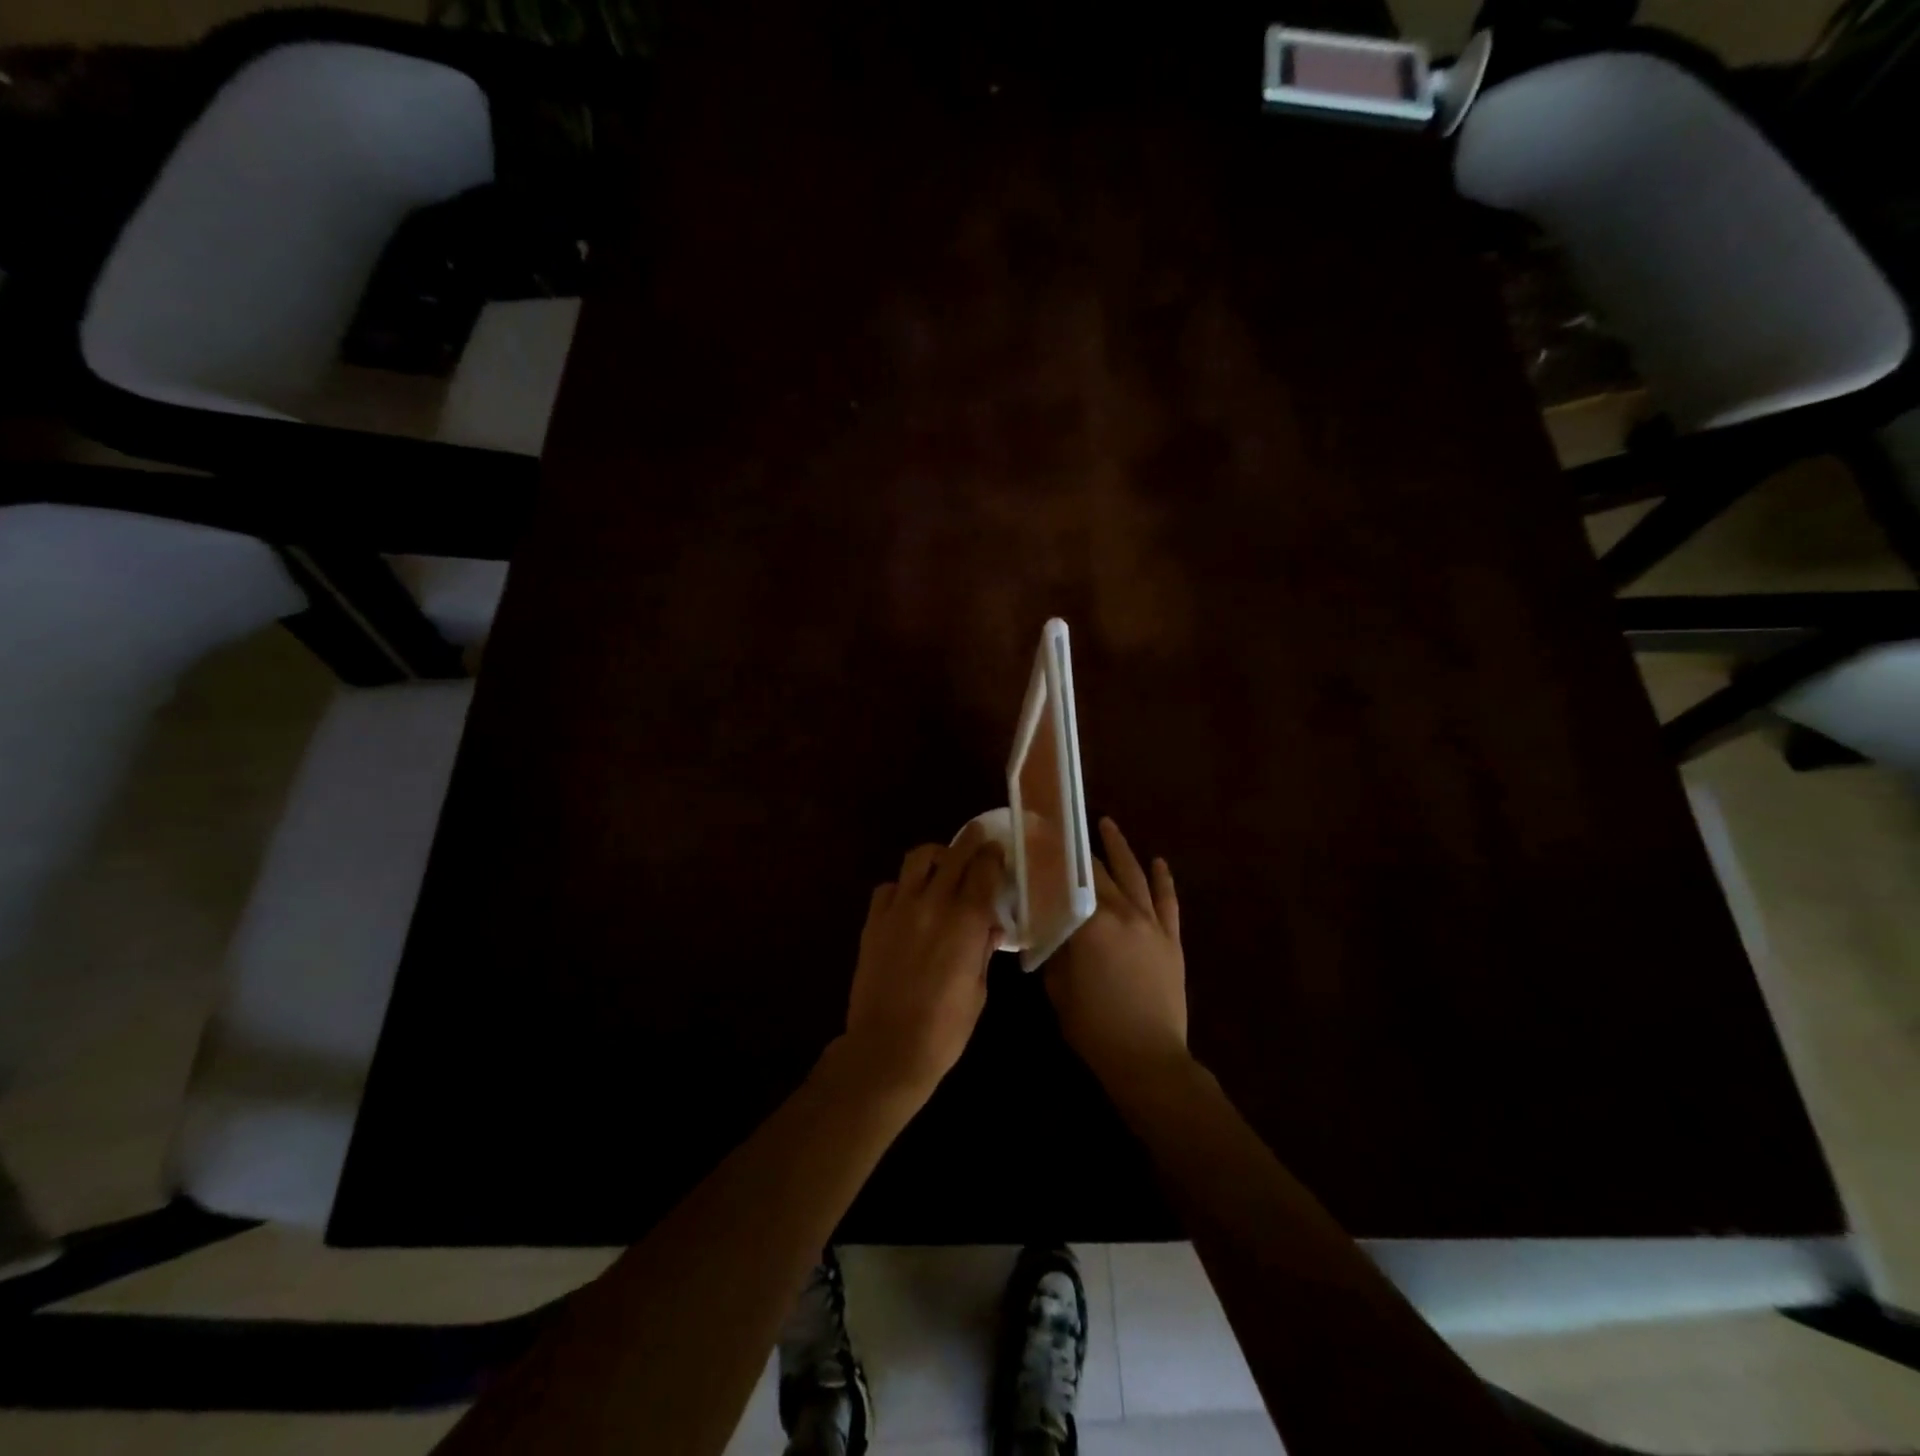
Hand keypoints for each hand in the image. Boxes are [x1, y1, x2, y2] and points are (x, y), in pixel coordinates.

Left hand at [842, 820, 1005, 1096]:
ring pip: (918, 859)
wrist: (888, 1048)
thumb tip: (989, 926)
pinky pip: (888, 887)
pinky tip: (909, 900)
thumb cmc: (945, 1028)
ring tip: (942, 864)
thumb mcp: (978, 988)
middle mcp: (933, 904)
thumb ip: (983, 949)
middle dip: (970, 842)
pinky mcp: (873, 921)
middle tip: (979, 837)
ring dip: (936, 856)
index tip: (999, 851)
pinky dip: (903, 886)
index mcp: (966, 921)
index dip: (994, 856)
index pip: (984, 869)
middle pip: (954, 854)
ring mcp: (899, 909)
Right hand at [1046, 818, 1187, 1093]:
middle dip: (1080, 848)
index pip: (1069, 878)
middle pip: (1100, 872)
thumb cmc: (1094, 1027)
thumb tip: (1051, 925)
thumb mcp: (1058, 987)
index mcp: (1092, 924)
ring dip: (1120, 848)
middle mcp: (1124, 914)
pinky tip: (1158, 862)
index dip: (1053, 855)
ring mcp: (1152, 924)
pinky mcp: (1171, 939)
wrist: (1148, 1059)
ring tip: (1108, 825)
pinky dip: (1163, 879)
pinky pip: (1167, 901)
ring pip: (1135, 876)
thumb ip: (1055, 949)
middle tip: (1064, 828)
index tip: (1039, 833)